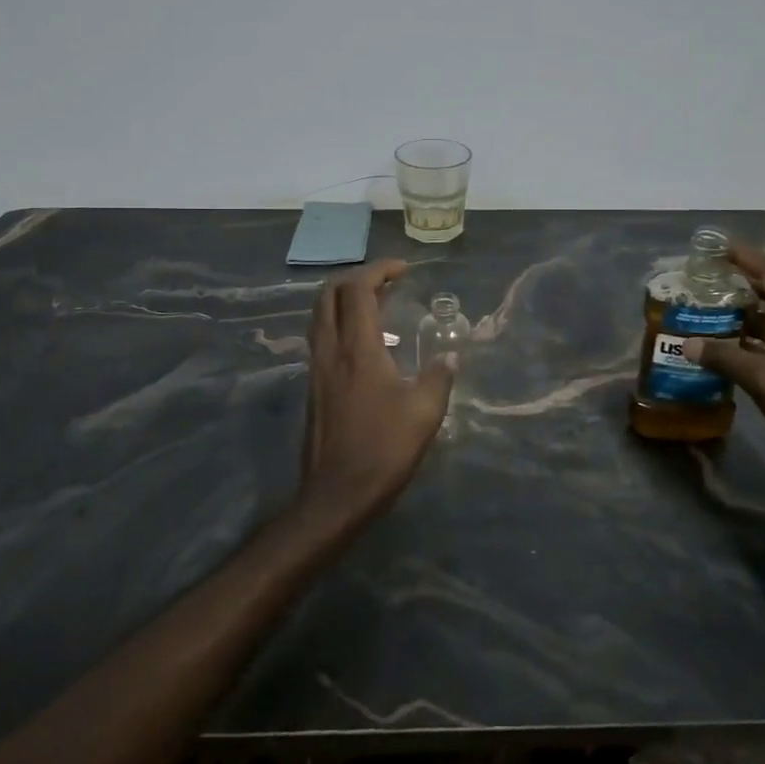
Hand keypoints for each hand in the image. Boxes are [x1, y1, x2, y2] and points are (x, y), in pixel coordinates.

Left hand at [295, 259, 456, 530]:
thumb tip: (451, 358)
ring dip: (344, 300)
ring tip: (379, 306)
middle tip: (386, 282)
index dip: (379, 271)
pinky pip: (322, 337)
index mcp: (357, 349)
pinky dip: (340, 324)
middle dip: (355, 278)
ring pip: (320, 315)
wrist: (337, 494)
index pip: (357, 290)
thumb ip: (439, 378)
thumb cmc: (384, 449)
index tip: (403, 270)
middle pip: (328, 294)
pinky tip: (367, 345)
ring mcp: (316, 368)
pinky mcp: (313, 386)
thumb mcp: (425, 413)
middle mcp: (329, 350)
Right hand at [685, 243, 764, 475]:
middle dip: (740, 286)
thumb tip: (687, 343)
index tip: (716, 247)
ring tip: (708, 314)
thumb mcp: (764, 381)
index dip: (744, 257)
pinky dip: (754, 343)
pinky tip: (729, 352)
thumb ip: (725, 358)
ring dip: (745, 317)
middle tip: (704, 283)